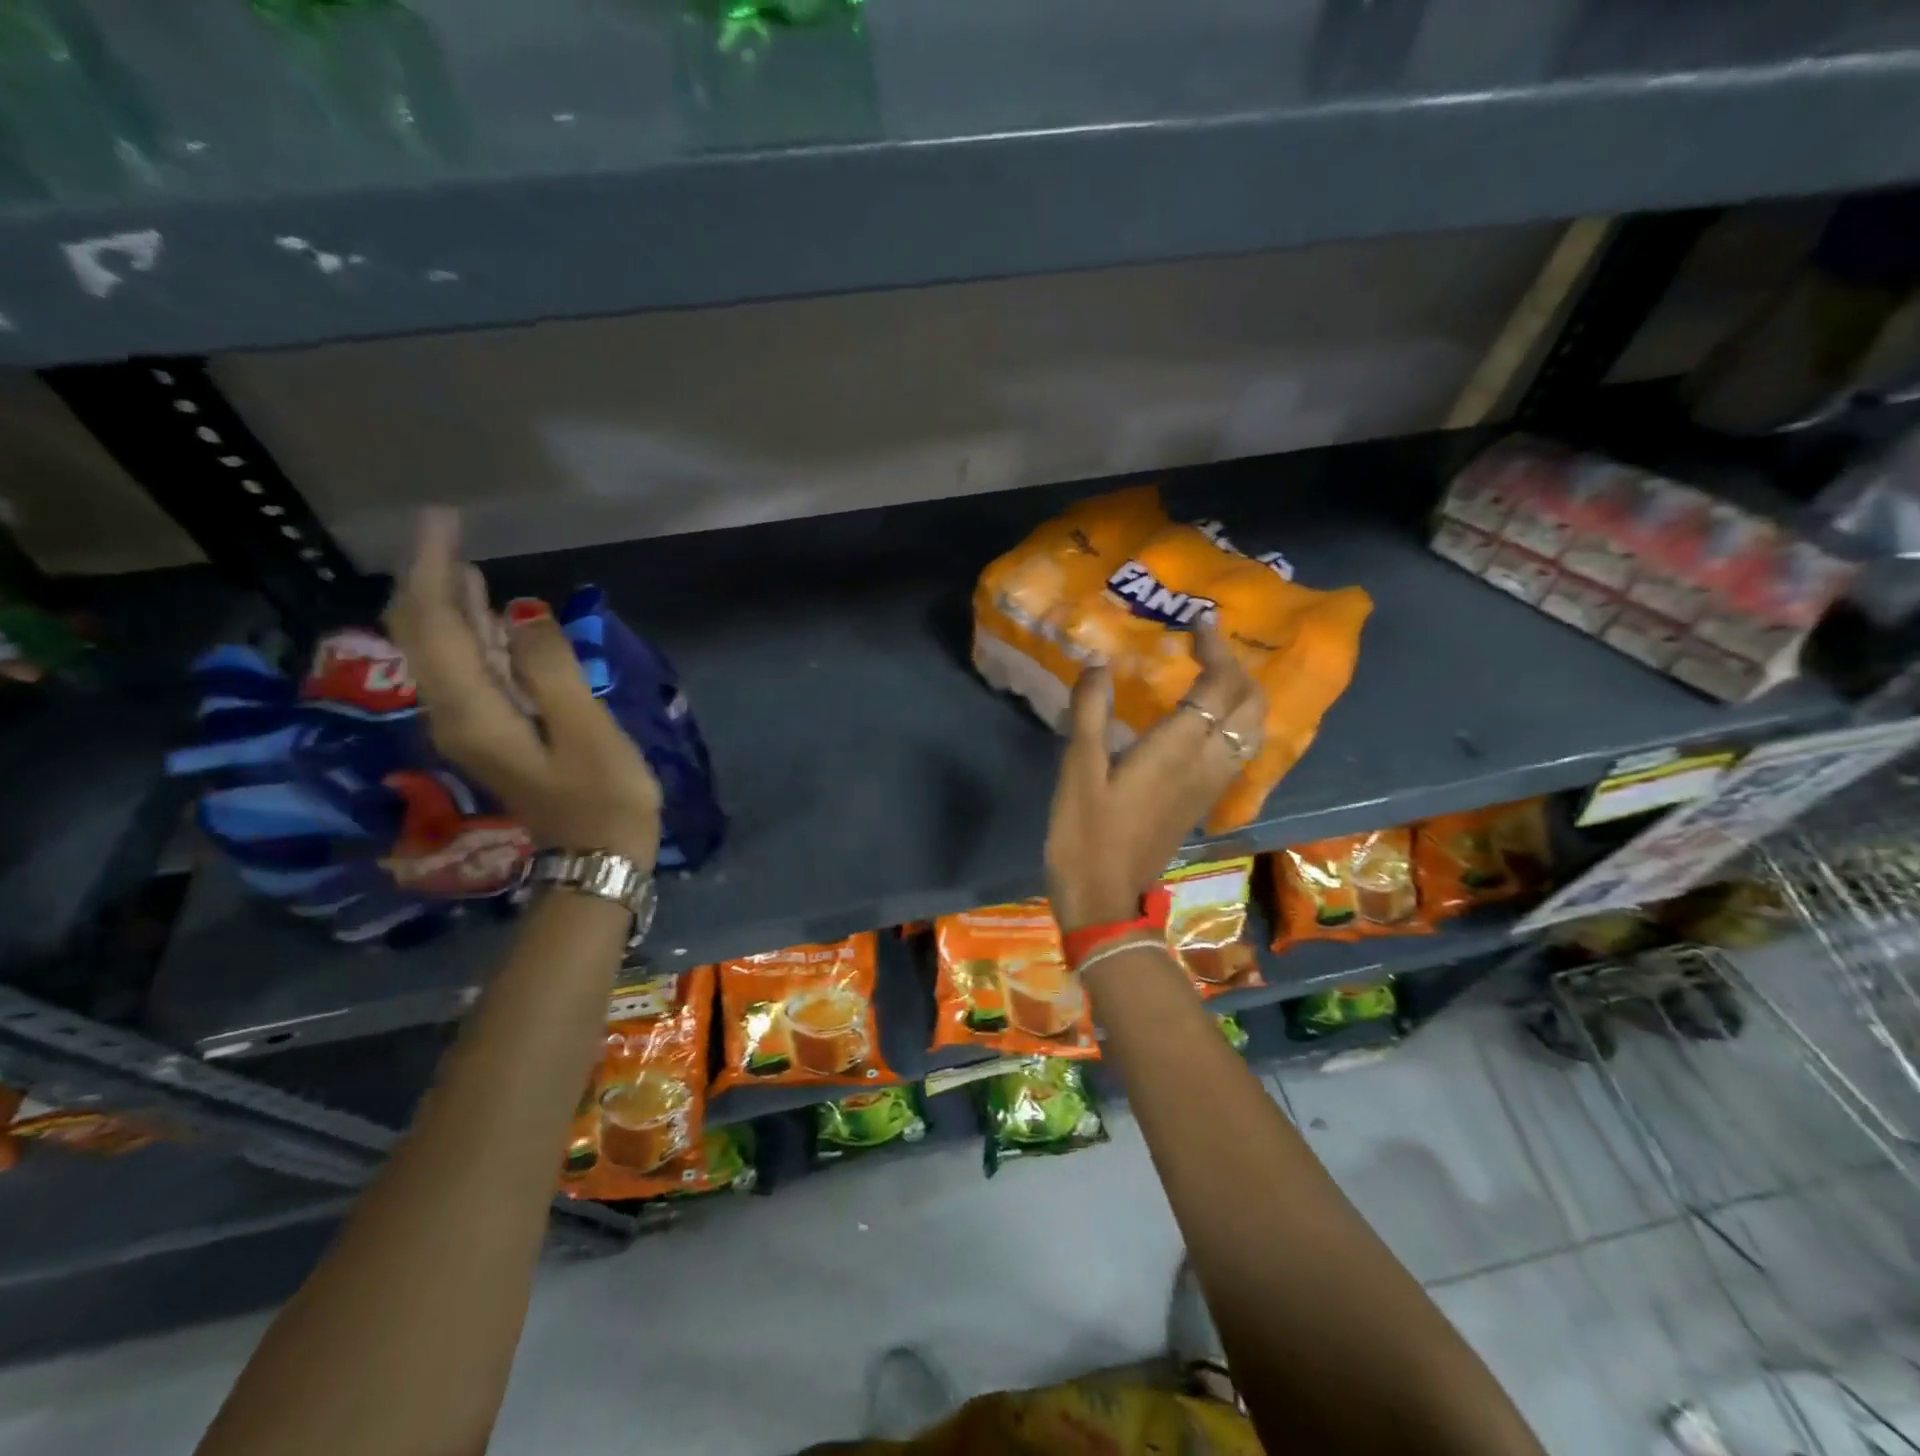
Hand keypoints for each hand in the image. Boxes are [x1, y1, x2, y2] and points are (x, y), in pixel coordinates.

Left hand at [387, 509, 662, 868]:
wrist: (597, 859)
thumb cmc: (605, 795)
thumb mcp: (587, 729)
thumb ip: (552, 668)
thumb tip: (524, 609)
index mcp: (472, 710)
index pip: (433, 624)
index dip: (431, 568)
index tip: (445, 520)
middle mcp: (454, 714)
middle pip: (422, 635)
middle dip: (427, 579)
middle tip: (449, 531)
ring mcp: (471, 726)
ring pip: (440, 653)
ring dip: (445, 605)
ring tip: (461, 563)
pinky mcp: (493, 734)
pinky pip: (467, 671)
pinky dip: (471, 636)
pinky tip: (490, 619)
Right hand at [1044, 622, 1263, 931]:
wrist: (1105, 899)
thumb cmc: (1085, 833)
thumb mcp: (1078, 769)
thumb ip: (1089, 712)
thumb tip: (1097, 665)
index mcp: (1178, 748)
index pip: (1219, 685)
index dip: (1215, 648)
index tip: (1196, 622)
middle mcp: (1207, 763)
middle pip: (1250, 705)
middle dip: (1237, 668)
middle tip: (1205, 647)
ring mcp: (1210, 786)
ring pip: (1251, 730)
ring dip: (1241, 696)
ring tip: (1209, 676)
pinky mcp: (1202, 803)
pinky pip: (1237, 752)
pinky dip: (1234, 724)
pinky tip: (1203, 722)